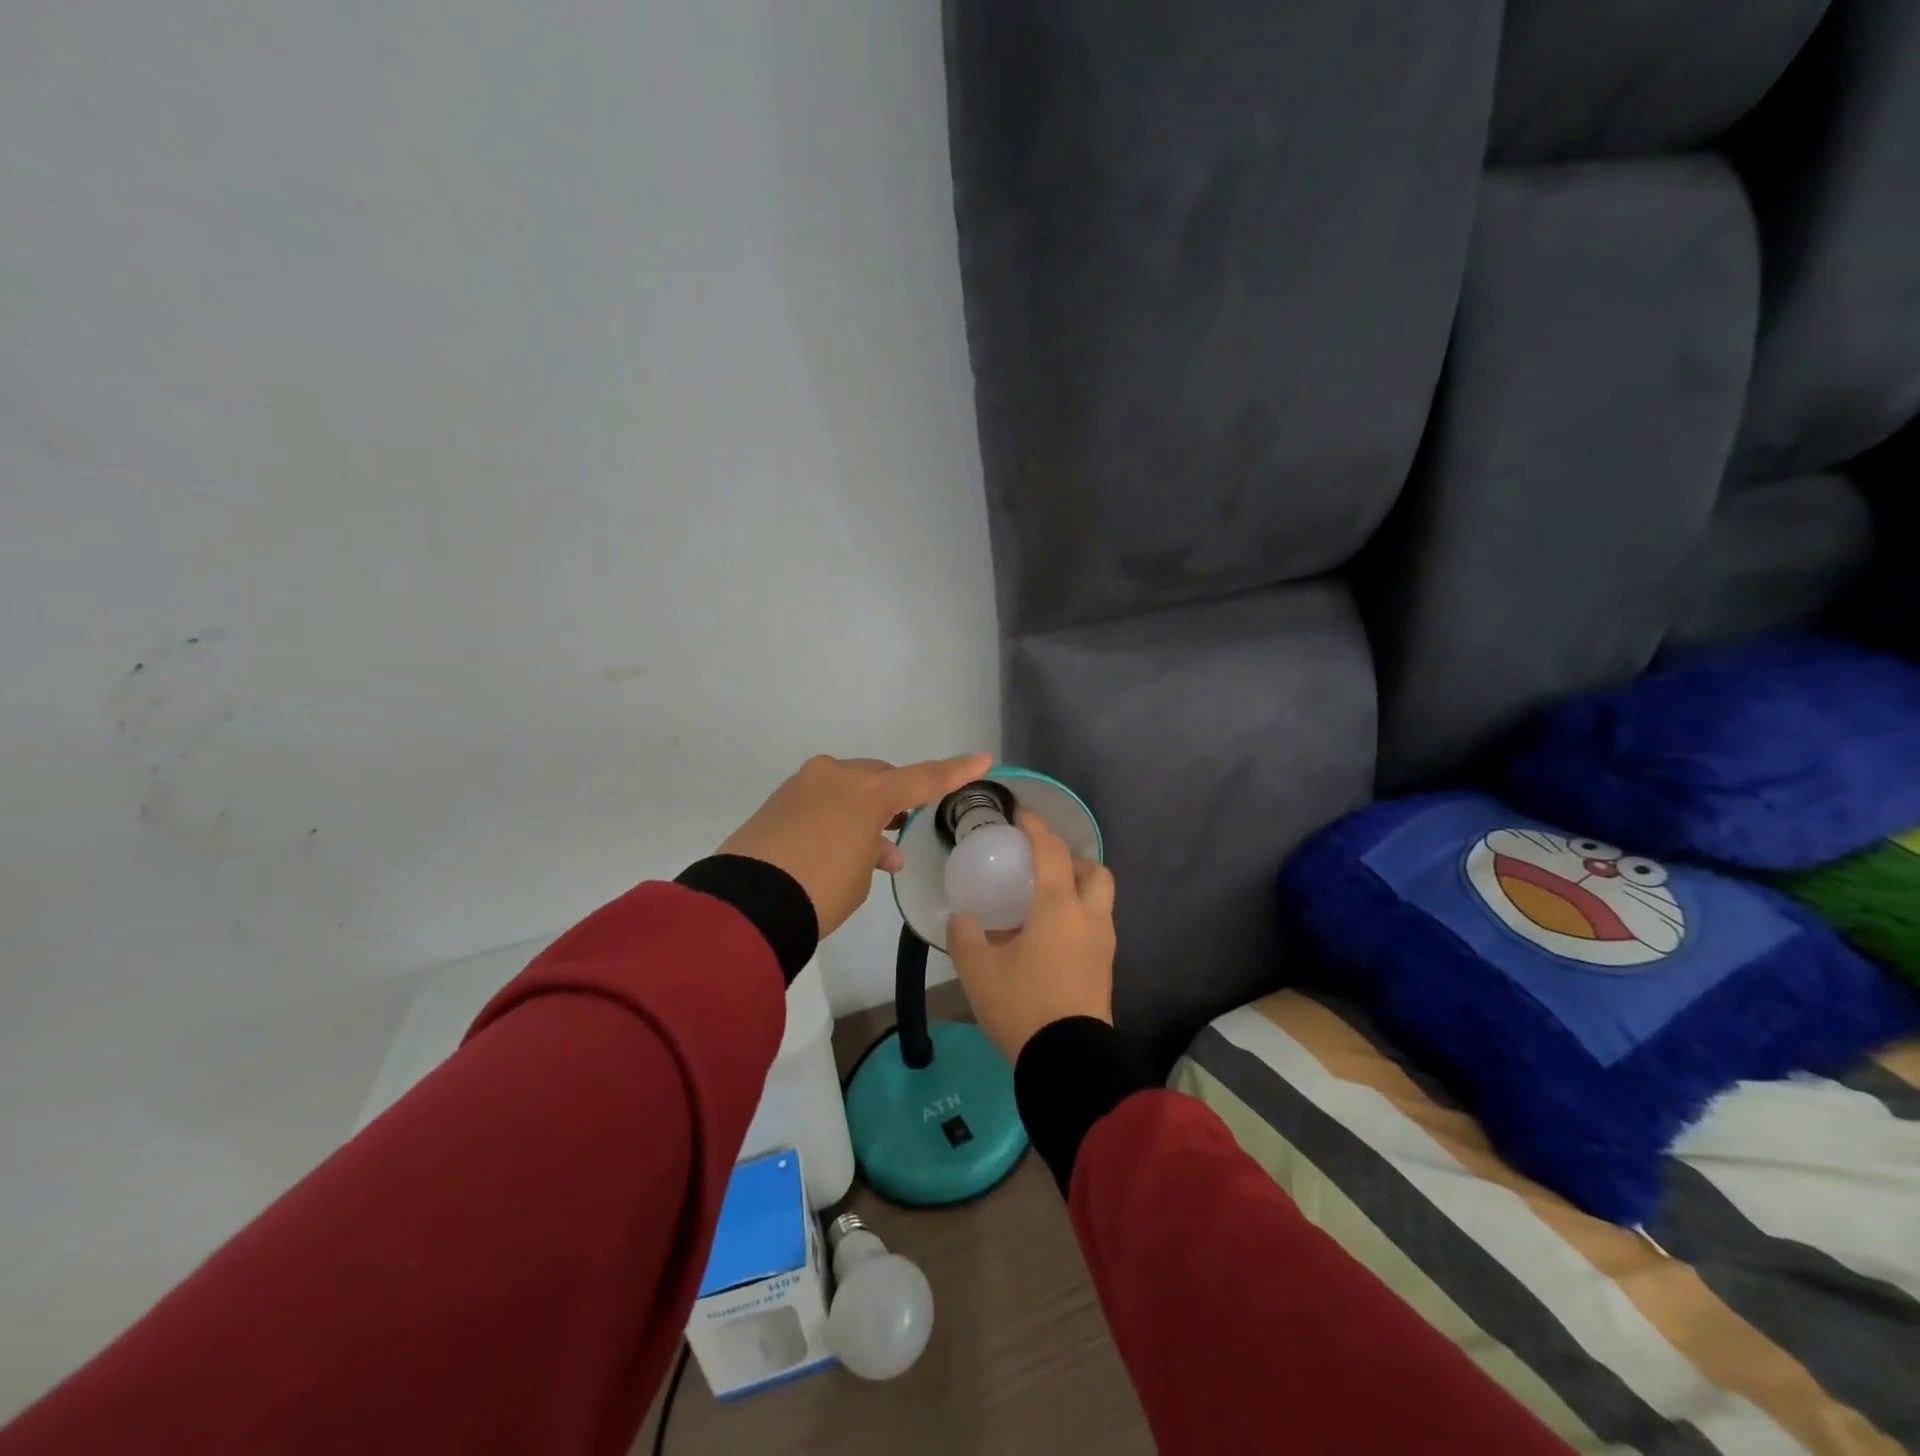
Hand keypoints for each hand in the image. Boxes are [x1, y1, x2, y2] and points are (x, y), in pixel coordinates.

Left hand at [719, 753, 992, 937]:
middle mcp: (837, 776)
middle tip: (902, 825)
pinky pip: (822, 798)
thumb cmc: (820, 891)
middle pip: (880, 777)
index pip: (924, 778)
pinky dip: (836, 814)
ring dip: (863, 809)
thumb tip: (875, 848)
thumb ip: (874, 852)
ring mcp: (804, 784)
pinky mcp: (779, 798)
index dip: (955, 771)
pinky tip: (838, 842)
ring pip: (848, 786)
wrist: (746, 904)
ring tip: (873, 846)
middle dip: (894, 797)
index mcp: (868, 791)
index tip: (982, 759)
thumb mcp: (860, 876)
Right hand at [948, 810, 1116, 1064]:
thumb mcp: (978, 970)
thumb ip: (965, 936)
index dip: (1036, 827)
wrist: (1067, 1062)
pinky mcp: (1104, 970)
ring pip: (1099, 900)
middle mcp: (1089, 918)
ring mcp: (1102, 945)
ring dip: (1076, 888)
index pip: (1052, 852)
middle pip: (1094, 871)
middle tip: (1041, 866)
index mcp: (1059, 908)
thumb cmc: (1021, 1006)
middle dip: (1071, 859)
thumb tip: (961, 917)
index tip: (1021, 814)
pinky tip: (1047, 936)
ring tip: (1041, 901)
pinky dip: (1076, 916)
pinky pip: (1094, 926)